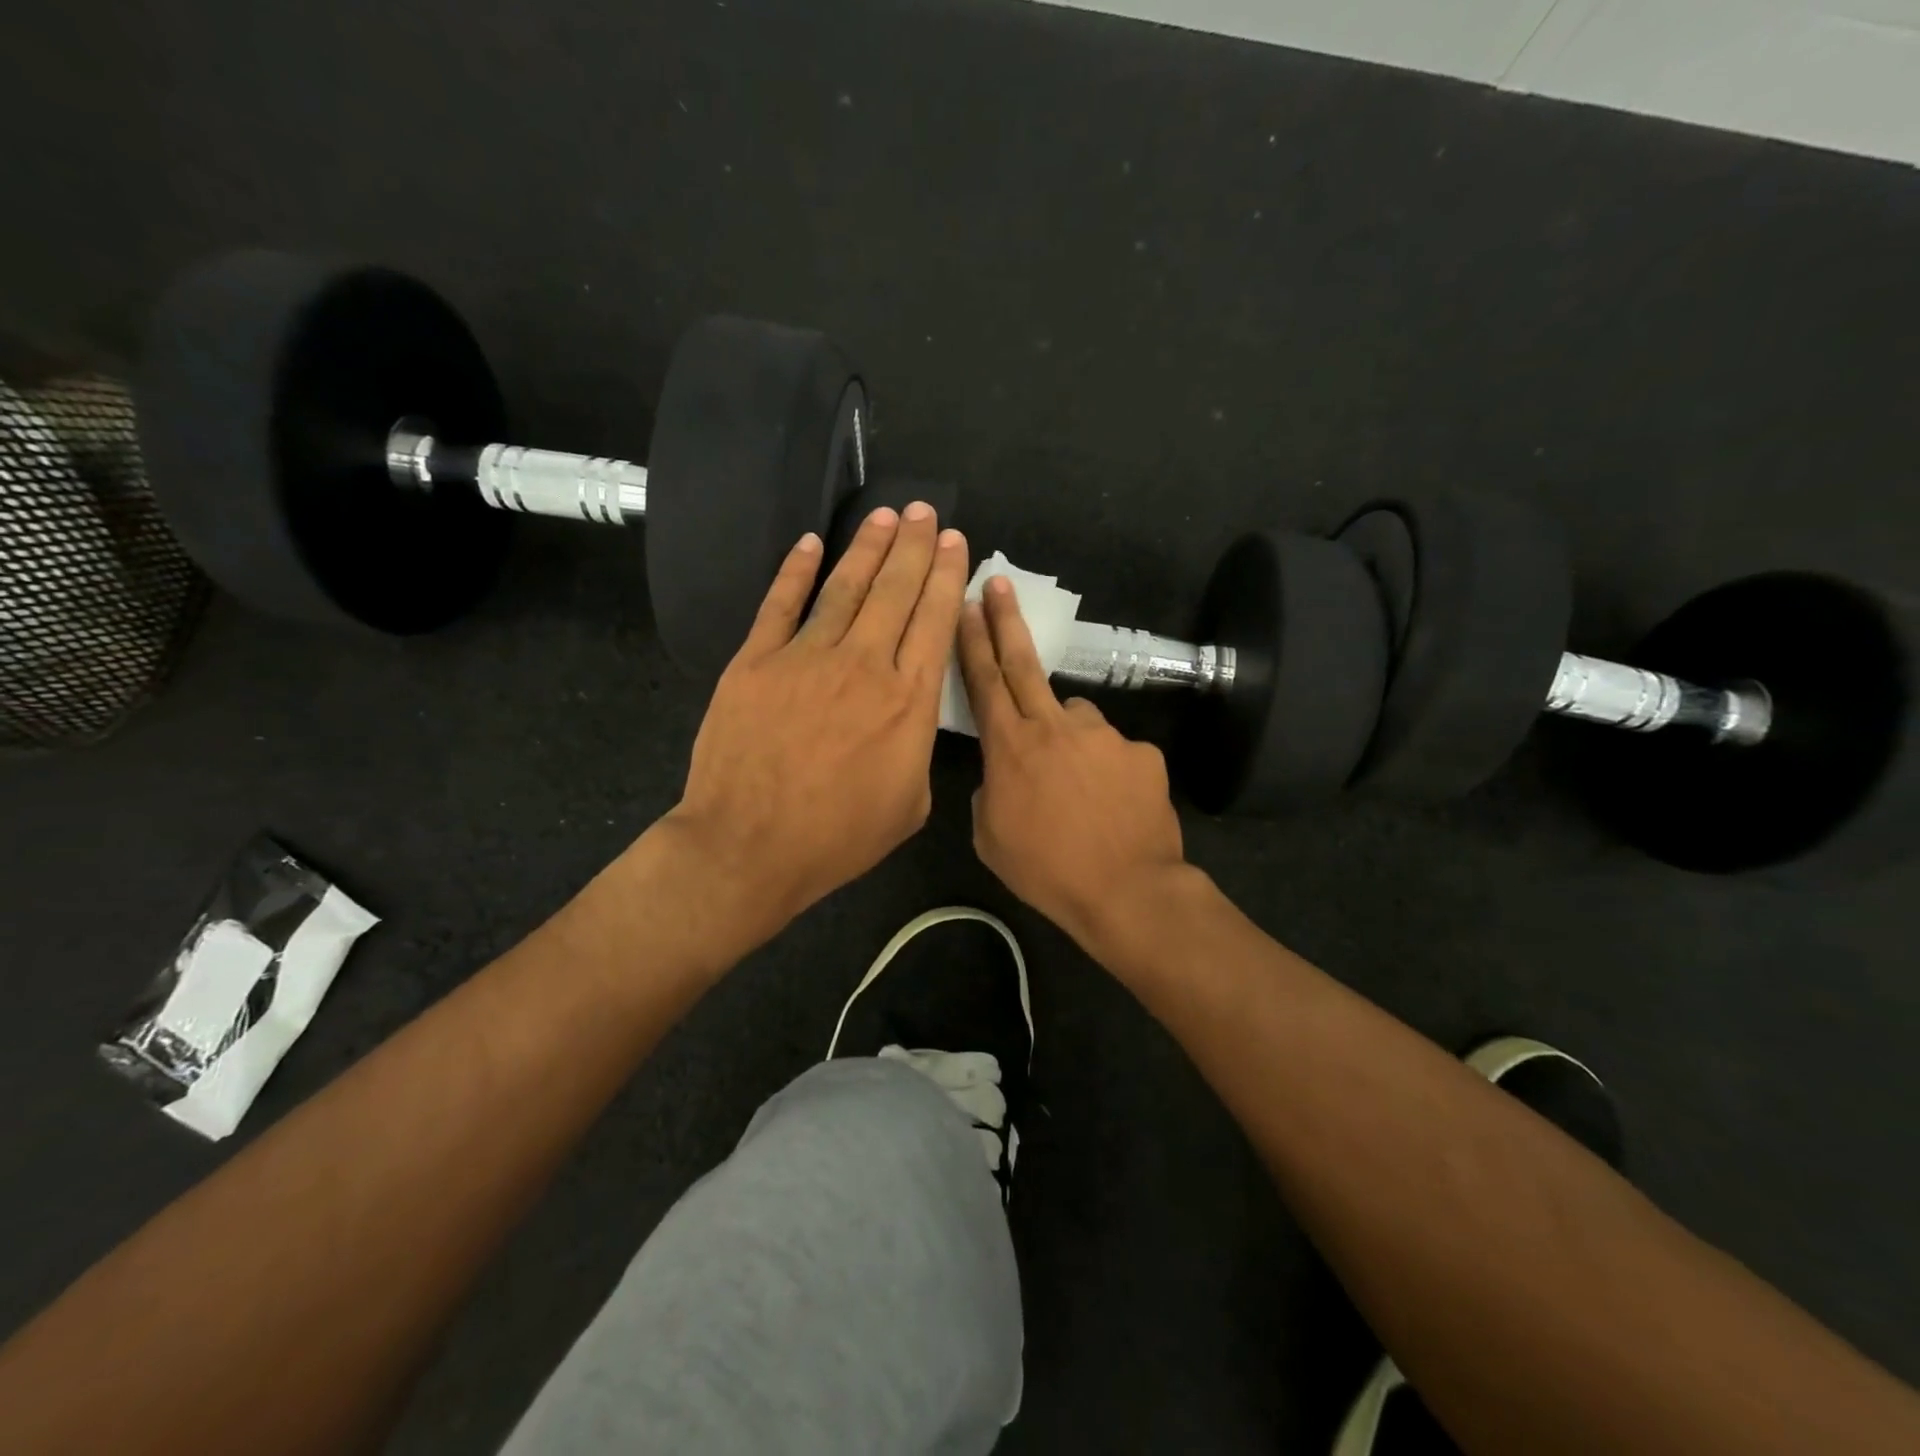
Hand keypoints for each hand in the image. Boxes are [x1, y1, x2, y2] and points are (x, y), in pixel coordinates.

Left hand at [666, 504, 968, 935]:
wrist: (749, 846)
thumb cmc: (838, 837)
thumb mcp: (911, 806)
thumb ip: (919, 749)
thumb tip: (912, 715)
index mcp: (908, 701)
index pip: (934, 621)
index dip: (947, 576)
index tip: (955, 543)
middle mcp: (864, 665)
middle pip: (895, 591)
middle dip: (915, 546)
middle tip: (926, 512)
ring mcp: (805, 657)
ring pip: (844, 587)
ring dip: (868, 548)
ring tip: (886, 516)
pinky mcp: (756, 662)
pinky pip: (780, 604)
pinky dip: (795, 571)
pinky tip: (810, 544)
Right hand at [957, 577, 1187, 949]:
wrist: (1126, 891)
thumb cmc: (1046, 870)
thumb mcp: (991, 836)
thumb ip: (991, 789)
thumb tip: (1005, 771)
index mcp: (1010, 747)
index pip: (985, 681)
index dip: (973, 639)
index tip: (968, 602)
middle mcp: (1055, 726)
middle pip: (1025, 664)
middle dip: (1006, 621)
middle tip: (1000, 586)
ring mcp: (1103, 735)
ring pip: (1076, 718)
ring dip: (1067, 735)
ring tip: (1078, 785)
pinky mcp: (1141, 751)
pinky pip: (1114, 751)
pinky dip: (1106, 769)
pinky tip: (1112, 804)